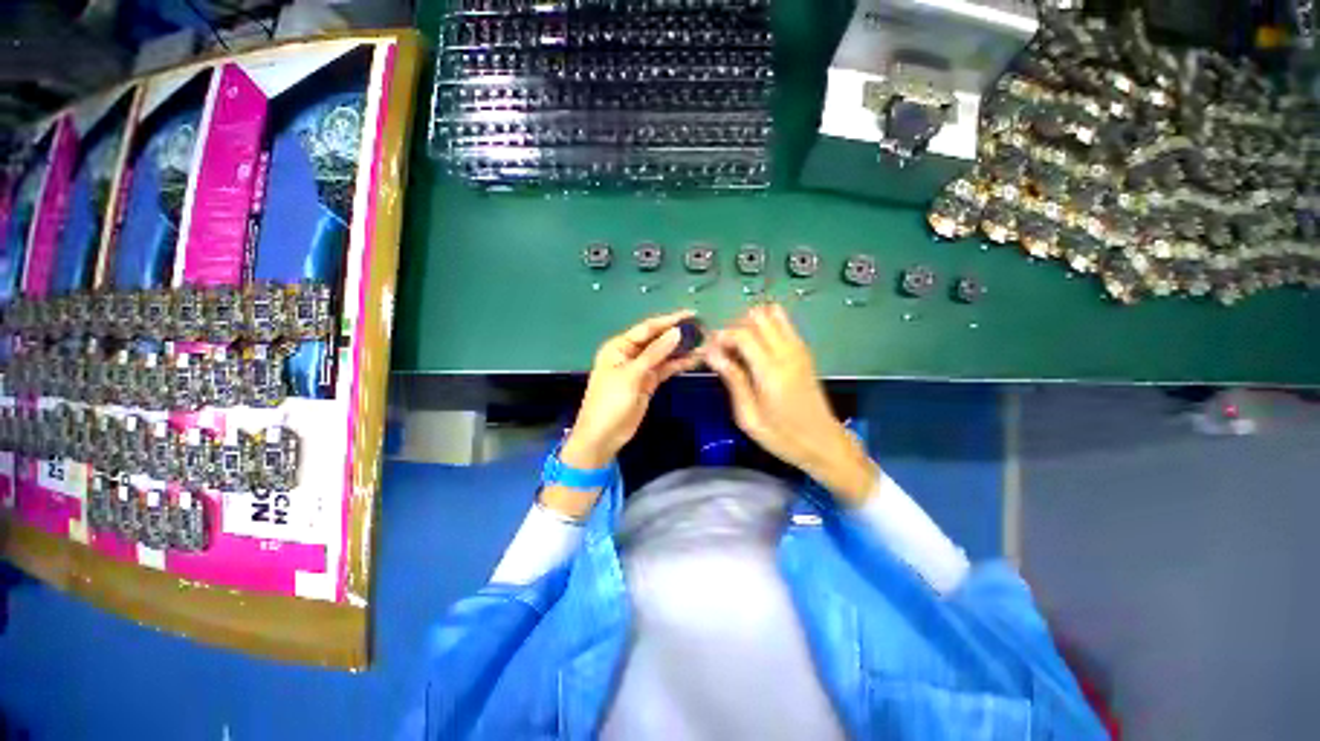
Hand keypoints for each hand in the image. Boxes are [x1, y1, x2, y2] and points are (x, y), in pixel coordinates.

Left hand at [561, 310, 701, 470]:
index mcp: (619, 347)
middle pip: (656, 340)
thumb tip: (676, 332)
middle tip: (702, 329)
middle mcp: (629, 354)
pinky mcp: (648, 383)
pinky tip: (694, 360)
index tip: (691, 314)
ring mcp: (640, 369)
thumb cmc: (610, 402)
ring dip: (681, 350)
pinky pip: (665, 369)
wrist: (603, 436)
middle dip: (677, 334)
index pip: (647, 328)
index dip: (669, 320)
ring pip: (663, 355)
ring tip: (703, 343)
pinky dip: (678, 365)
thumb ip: (655, 353)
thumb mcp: (631, 375)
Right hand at [707, 304, 876, 505]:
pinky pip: (783, 323)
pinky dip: (765, 327)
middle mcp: (787, 352)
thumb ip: (732, 380)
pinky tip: (757, 349)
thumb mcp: (748, 417)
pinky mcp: (804, 350)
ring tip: (741, 347)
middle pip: (757, 315)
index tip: (709, 351)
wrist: (823, 442)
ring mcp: (799, 348)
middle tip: (725, 350)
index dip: (721, 336)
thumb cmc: (782, 436)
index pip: (742, 333)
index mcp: (771, 370)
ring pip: (772, 313)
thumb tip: (711, 352)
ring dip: (751, 324)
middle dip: (735, 326)